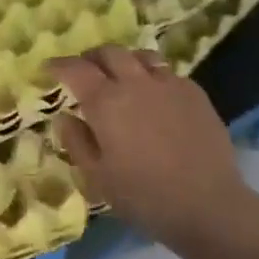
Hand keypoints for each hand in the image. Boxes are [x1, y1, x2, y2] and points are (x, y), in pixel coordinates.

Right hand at [49, 46, 257, 248]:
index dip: (59, 65)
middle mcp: (135, 82)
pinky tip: (155, 96)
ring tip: (121, 76)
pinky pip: (168, 73)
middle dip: (92, 57)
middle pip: (109, 52)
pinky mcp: (195, 93)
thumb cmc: (144, 197)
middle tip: (85, 71)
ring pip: (141, 56)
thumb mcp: (98, 177)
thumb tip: (65, 116)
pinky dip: (153, 76)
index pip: (76, 69)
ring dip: (125, 61)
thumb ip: (76, 142)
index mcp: (106, 102)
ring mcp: (169, 84)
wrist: (209, 206)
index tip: (49, 68)